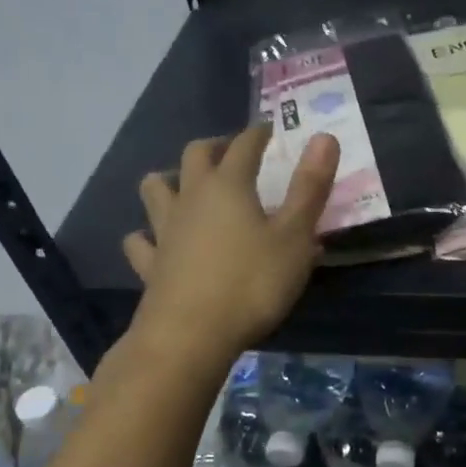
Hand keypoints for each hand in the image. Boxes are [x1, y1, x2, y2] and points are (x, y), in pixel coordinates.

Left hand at [122, 126, 339, 357]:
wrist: (190, 336)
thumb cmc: (252, 284)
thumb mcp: (294, 237)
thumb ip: (310, 188)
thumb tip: (324, 136)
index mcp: (228, 186)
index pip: (244, 145)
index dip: (258, 134)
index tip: (269, 130)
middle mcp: (191, 198)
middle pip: (195, 156)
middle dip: (215, 147)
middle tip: (232, 152)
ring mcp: (165, 231)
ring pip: (155, 190)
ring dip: (170, 180)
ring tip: (185, 186)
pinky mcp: (150, 265)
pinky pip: (141, 241)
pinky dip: (147, 235)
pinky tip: (155, 241)